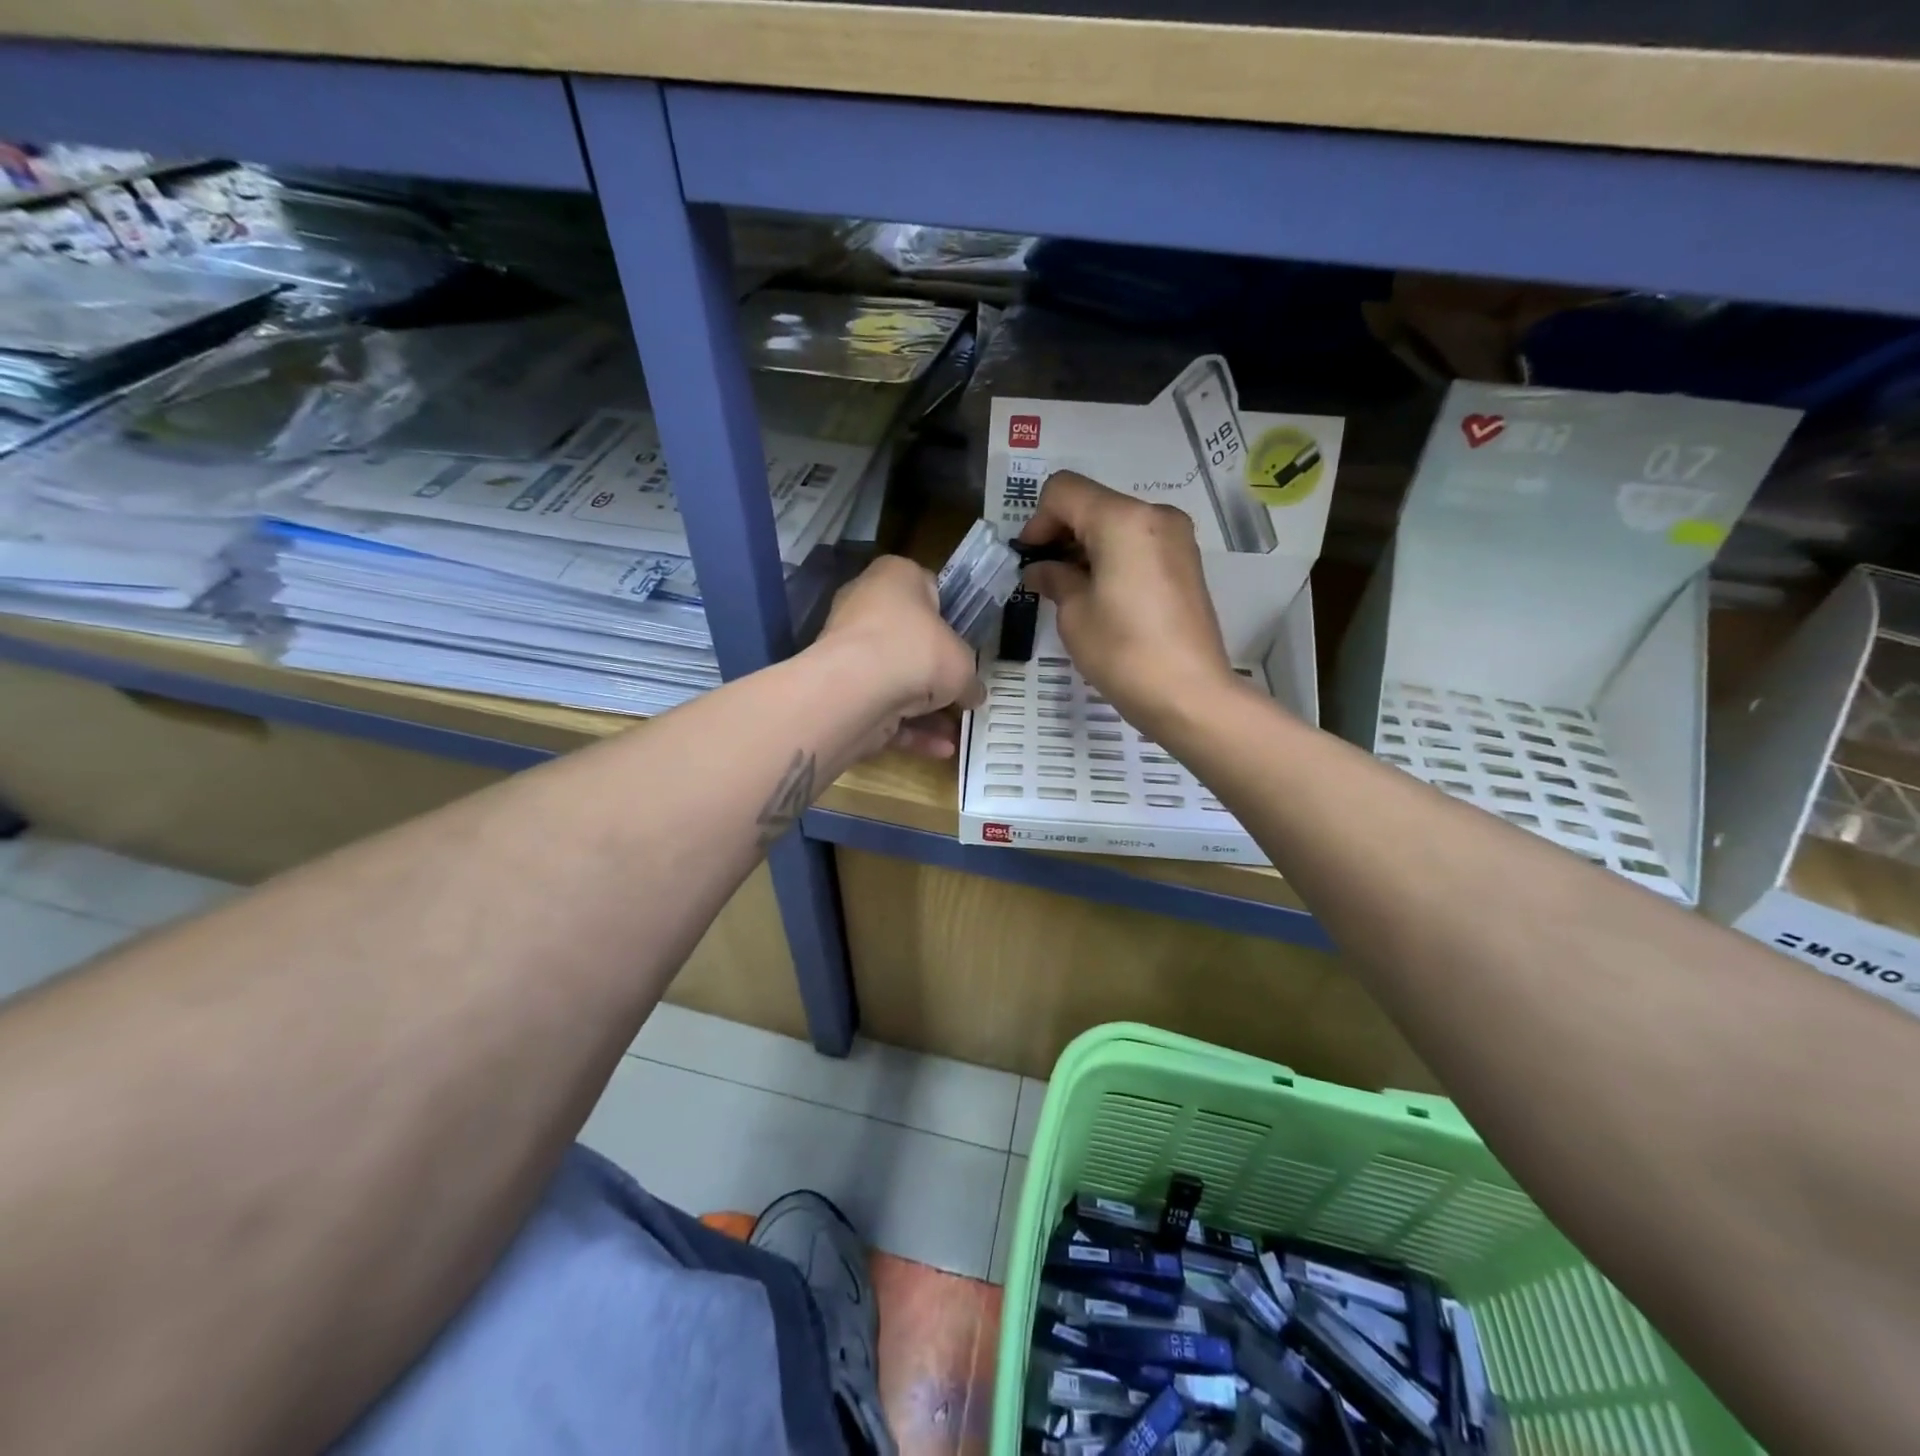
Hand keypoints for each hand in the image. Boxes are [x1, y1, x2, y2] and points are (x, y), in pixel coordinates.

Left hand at [813, 555, 983, 757]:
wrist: (857, 688)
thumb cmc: (917, 651)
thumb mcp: (962, 663)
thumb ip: (970, 679)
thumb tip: (973, 694)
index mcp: (895, 578)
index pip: (927, 589)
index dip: (949, 618)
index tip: (964, 645)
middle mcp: (865, 607)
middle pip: (909, 640)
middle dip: (934, 672)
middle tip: (961, 692)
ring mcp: (848, 650)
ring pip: (894, 680)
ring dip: (926, 710)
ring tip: (957, 733)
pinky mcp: (841, 690)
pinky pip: (881, 708)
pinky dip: (909, 730)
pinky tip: (941, 750)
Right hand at [1016, 471, 1234, 730]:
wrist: (1190, 694)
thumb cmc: (1123, 652)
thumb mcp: (1075, 614)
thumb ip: (1054, 579)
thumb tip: (1042, 570)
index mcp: (1122, 519)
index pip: (1064, 490)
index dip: (1037, 521)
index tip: (1029, 560)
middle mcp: (1154, 515)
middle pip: (1092, 502)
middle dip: (1062, 533)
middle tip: (1044, 577)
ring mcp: (1176, 538)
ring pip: (1116, 523)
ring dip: (1086, 546)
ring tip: (1071, 590)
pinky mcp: (1186, 562)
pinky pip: (1138, 543)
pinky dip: (1112, 557)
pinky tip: (1102, 595)